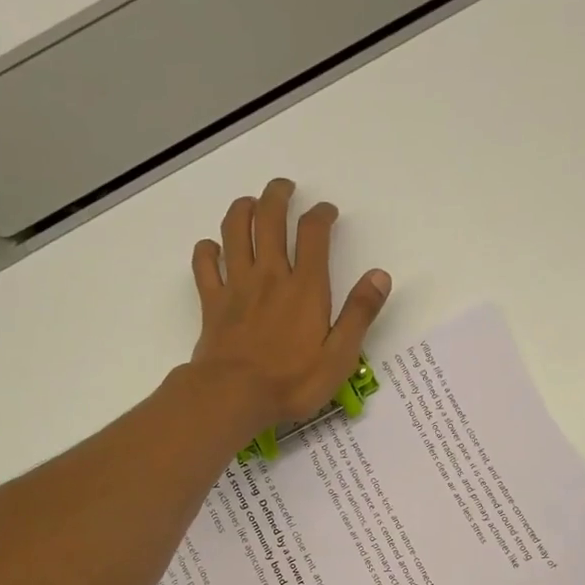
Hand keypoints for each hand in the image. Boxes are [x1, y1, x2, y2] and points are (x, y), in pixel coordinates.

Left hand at [189, 179, 390, 431]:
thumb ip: (360, 314)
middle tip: (284, 188)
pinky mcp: (212, 302)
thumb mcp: (339, 356)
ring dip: (242, 209)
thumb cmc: (291, 382)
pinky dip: (206, 250)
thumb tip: (380, 276)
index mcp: (305, 287)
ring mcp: (237, 286)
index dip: (321, 214)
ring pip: (234, 231)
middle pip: (269, 219)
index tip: (327, 211)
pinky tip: (212, 248)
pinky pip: (204, 264)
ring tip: (250, 203)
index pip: (313, 234)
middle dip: (277, 196)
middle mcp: (270, 276)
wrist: (233, 396)